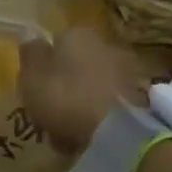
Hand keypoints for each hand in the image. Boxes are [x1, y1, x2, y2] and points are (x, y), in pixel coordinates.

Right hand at [18, 28, 150, 152]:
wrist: (117, 130)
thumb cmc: (66, 98)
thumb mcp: (33, 77)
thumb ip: (30, 54)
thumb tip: (30, 34)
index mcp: (77, 34)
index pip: (54, 44)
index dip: (43, 69)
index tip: (35, 91)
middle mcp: (105, 44)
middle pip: (76, 65)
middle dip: (65, 86)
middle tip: (51, 114)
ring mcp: (126, 70)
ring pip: (93, 86)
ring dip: (82, 104)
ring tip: (69, 133)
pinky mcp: (140, 97)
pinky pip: (110, 105)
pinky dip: (100, 118)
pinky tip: (91, 137)